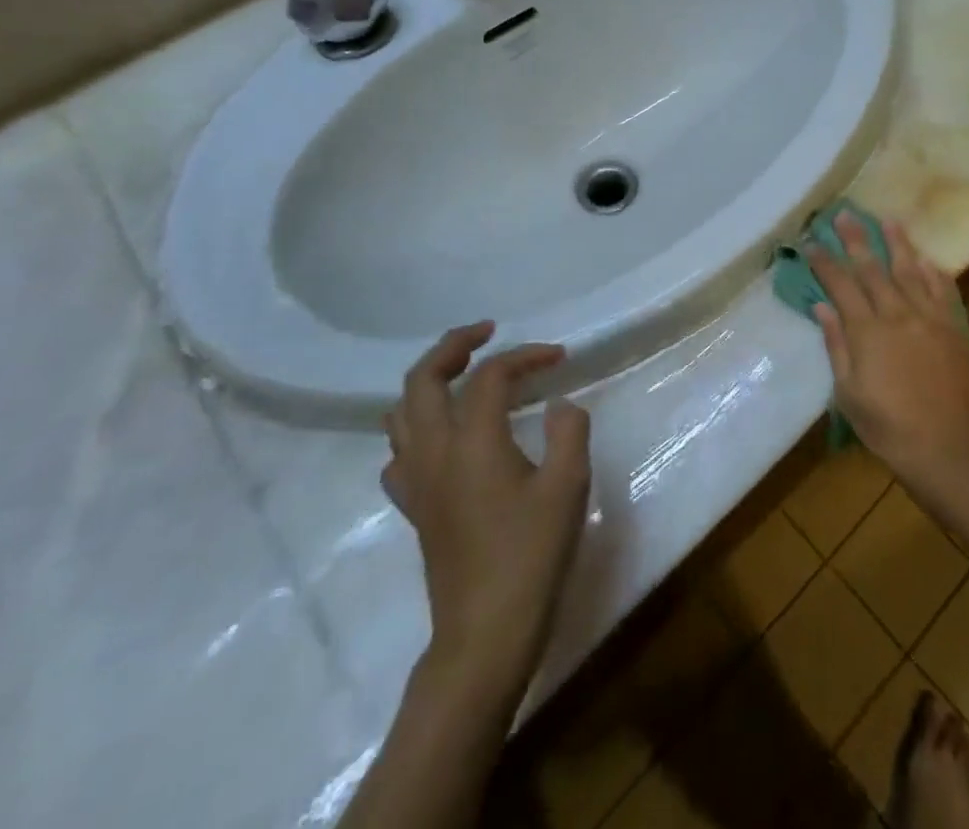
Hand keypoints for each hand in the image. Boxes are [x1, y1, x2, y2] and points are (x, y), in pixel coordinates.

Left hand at [381, 323, 591, 692]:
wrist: (484, 635)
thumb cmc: (531, 557)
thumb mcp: (568, 487)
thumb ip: (569, 431)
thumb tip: (559, 404)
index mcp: (472, 441)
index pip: (491, 375)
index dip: (526, 355)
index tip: (559, 357)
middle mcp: (434, 452)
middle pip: (422, 379)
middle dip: (453, 346)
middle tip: (487, 334)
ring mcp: (417, 482)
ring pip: (401, 413)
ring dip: (429, 381)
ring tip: (463, 374)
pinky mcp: (415, 508)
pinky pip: (400, 452)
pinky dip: (418, 427)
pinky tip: (445, 437)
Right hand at [808, 216, 968, 486]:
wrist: (949, 446)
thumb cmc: (888, 426)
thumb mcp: (848, 393)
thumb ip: (836, 345)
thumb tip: (821, 307)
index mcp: (867, 331)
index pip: (840, 285)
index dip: (824, 262)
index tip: (811, 242)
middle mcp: (897, 314)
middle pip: (872, 268)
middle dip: (855, 240)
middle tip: (844, 214)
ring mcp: (930, 318)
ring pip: (910, 271)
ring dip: (897, 243)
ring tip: (887, 220)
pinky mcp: (955, 328)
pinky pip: (943, 291)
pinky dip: (933, 272)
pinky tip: (926, 258)